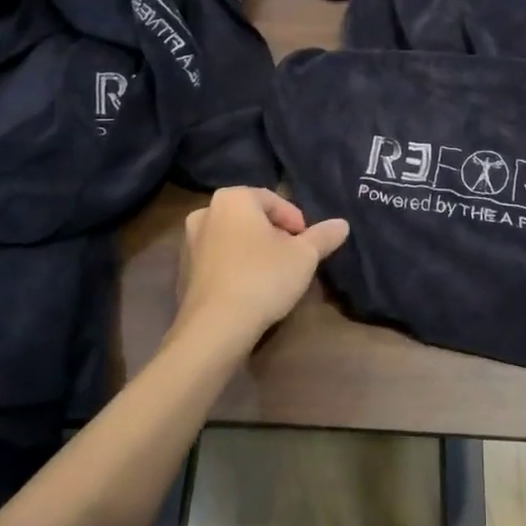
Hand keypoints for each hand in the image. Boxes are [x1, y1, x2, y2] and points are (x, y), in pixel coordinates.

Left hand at [174, 188, 349, 355]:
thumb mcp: (304, 256)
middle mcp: (206, 213)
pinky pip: (220, 261)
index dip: (296, 221)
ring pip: (234, 239)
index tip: (308, 243)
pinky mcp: (183, 272)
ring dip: (255, 251)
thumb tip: (342, 224)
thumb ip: (323, 236)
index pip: (273, 200)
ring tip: (275, 275)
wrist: (216, 327)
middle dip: (274, 234)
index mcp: (232, 198)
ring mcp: (189, 243)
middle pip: (251, 218)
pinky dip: (237, 267)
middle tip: (294, 257)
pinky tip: (252, 289)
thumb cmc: (263, 277)